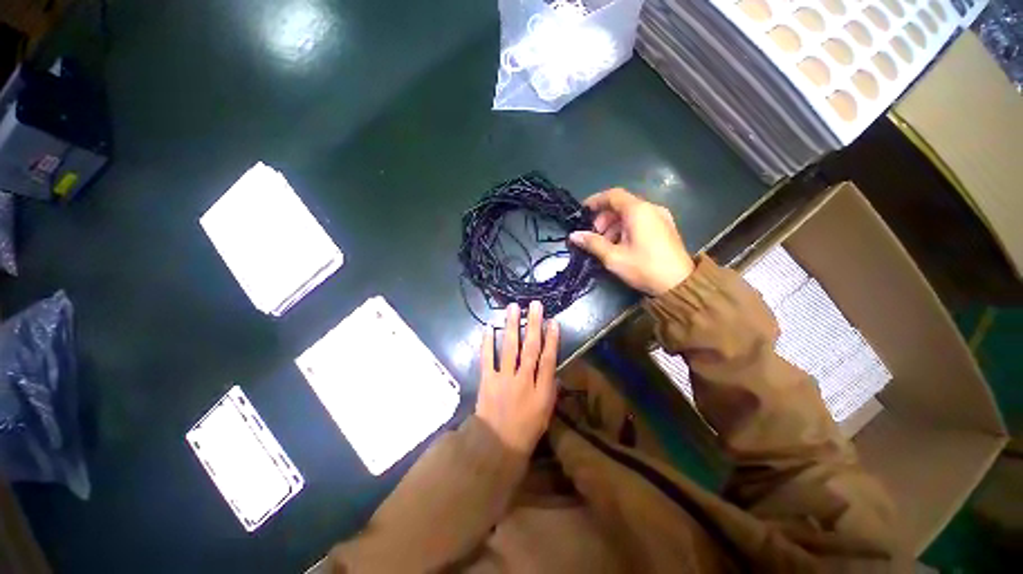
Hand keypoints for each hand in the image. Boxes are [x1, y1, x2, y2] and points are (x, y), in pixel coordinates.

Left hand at [475, 301, 559, 455]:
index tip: (553, 321)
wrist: (497, 444)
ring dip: (512, 327)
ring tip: (513, 308)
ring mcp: (504, 379)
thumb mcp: (546, 412)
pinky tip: (489, 328)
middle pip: (530, 348)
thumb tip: (553, 368)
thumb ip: (551, 389)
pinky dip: (487, 343)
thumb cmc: (526, 429)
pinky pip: (487, 358)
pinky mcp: (487, 380)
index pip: (549, 360)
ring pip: (510, 348)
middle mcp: (524, 380)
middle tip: (534, 305)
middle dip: (533, 325)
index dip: (552, 340)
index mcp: (541, 390)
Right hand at [570, 188, 693, 295]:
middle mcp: (651, 208)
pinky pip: (641, 220)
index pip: (613, 195)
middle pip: (621, 205)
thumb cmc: (644, 267)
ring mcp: (661, 217)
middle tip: (594, 236)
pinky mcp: (665, 227)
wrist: (680, 284)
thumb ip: (592, 243)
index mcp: (638, 211)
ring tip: (606, 245)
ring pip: (630, 214)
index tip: (582, 212)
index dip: (595, 201)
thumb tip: (574, 235)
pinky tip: (621, 245)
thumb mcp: (614, 257)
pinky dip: (626, 228)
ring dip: (614, 225)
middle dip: (604, 218)